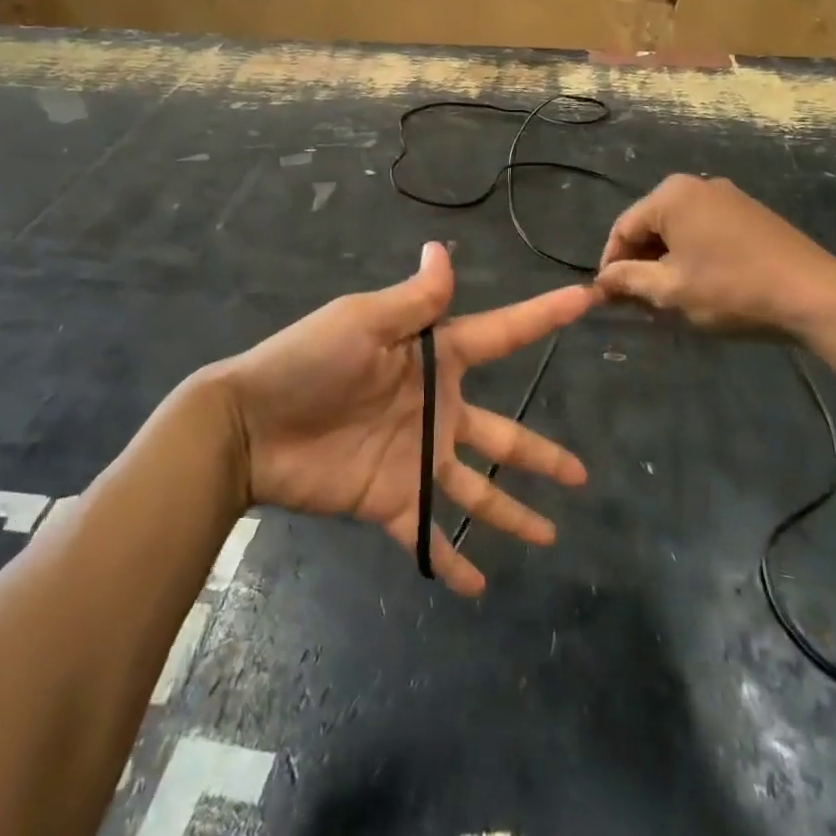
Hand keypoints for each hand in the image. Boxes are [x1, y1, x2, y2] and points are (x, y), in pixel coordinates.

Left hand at [211, 244, 594, 595]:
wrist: (250, 425)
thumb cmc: (308, 362)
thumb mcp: (363, 321)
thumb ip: (412, 300)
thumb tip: (442, 248)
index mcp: (435, 360)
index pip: (502, 335)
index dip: (542, 316)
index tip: (585, 299)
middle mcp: (436, 410)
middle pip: (503, 434)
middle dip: (541, 454)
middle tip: (581, 475)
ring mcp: (416, 458)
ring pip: (478, 490)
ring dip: (512, 513)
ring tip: (550, 536)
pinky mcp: (391, 499)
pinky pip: (430, 535)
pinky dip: (453, 561)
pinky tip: (478, 587)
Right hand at [594, 174, 835, 336]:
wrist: (813, 294)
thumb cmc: (731, 290)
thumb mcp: (670, 290)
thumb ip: (627, 281)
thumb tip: (600, 282)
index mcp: (671, 196)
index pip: (622, 229)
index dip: (610, 265)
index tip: (607, 298)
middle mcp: (696, 185)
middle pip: (649, 226)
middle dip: (638, 263)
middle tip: (636, 302)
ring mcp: (727, 196)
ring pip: (677, 230)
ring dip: (664, 262)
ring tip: (666, 298)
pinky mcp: (749, 213)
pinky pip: (704, 230)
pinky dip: (691, 255)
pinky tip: (698, 284)